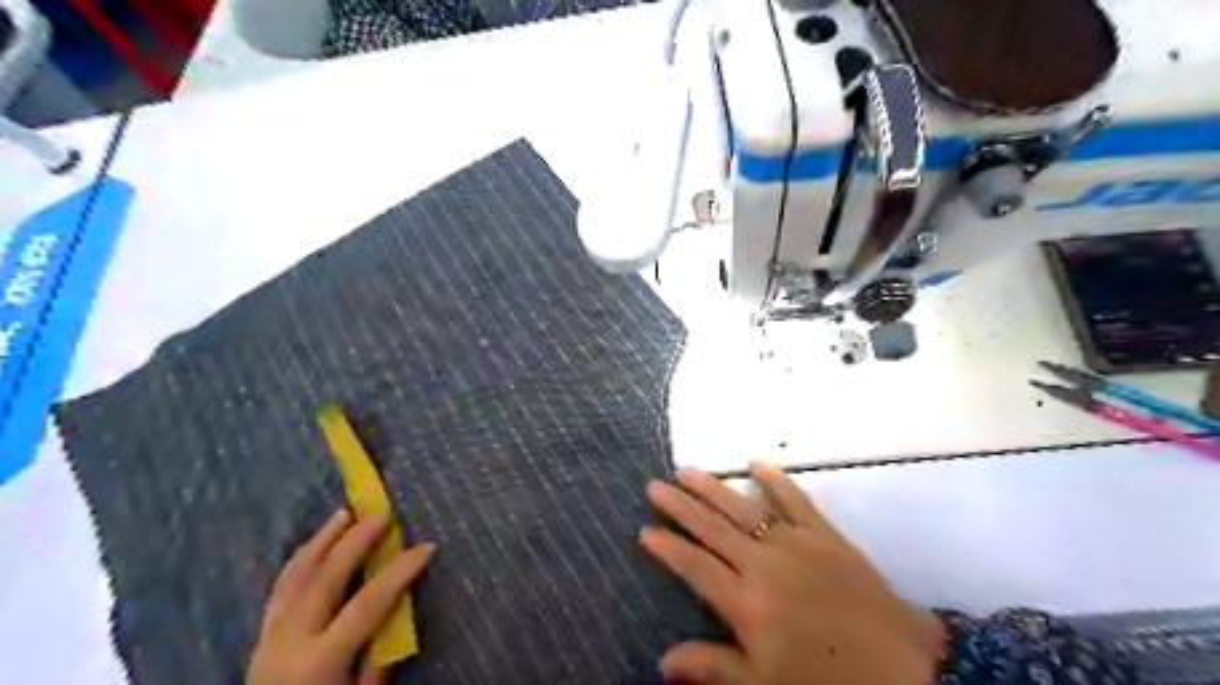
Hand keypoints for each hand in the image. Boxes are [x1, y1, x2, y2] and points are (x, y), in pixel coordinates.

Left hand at [246, 509, 432, 684]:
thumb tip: (399, 609)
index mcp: (320, 660)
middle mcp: (291, 640)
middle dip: (356, 541)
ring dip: (323, 540)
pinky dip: (301, 559)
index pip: (368, 604)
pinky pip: (281, 587)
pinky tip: (314, 544)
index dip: (399, 572)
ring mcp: (270, 635)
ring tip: (344, 513)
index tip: (426, 547)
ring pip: (297, 576)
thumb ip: (377, 656)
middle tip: (381, 513)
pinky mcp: (261, 633)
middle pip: (326, 579)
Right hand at [639, 464, 940, 683]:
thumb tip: (663, 660)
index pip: (694, 567)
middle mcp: (762, 563)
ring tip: (687, 470)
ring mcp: (794, 542)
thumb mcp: (766, 684)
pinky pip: (795, 500)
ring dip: (712, 487)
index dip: (668, 548)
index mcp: (746, 602)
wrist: (904, 666)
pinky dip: (775, 480)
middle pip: (711, 528)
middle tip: (655, 486)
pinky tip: (756, 463)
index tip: (645, 530)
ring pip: (742, 507)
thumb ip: (715, 666)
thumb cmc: (828, 679)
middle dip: (680, 506)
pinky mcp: (824, 533)